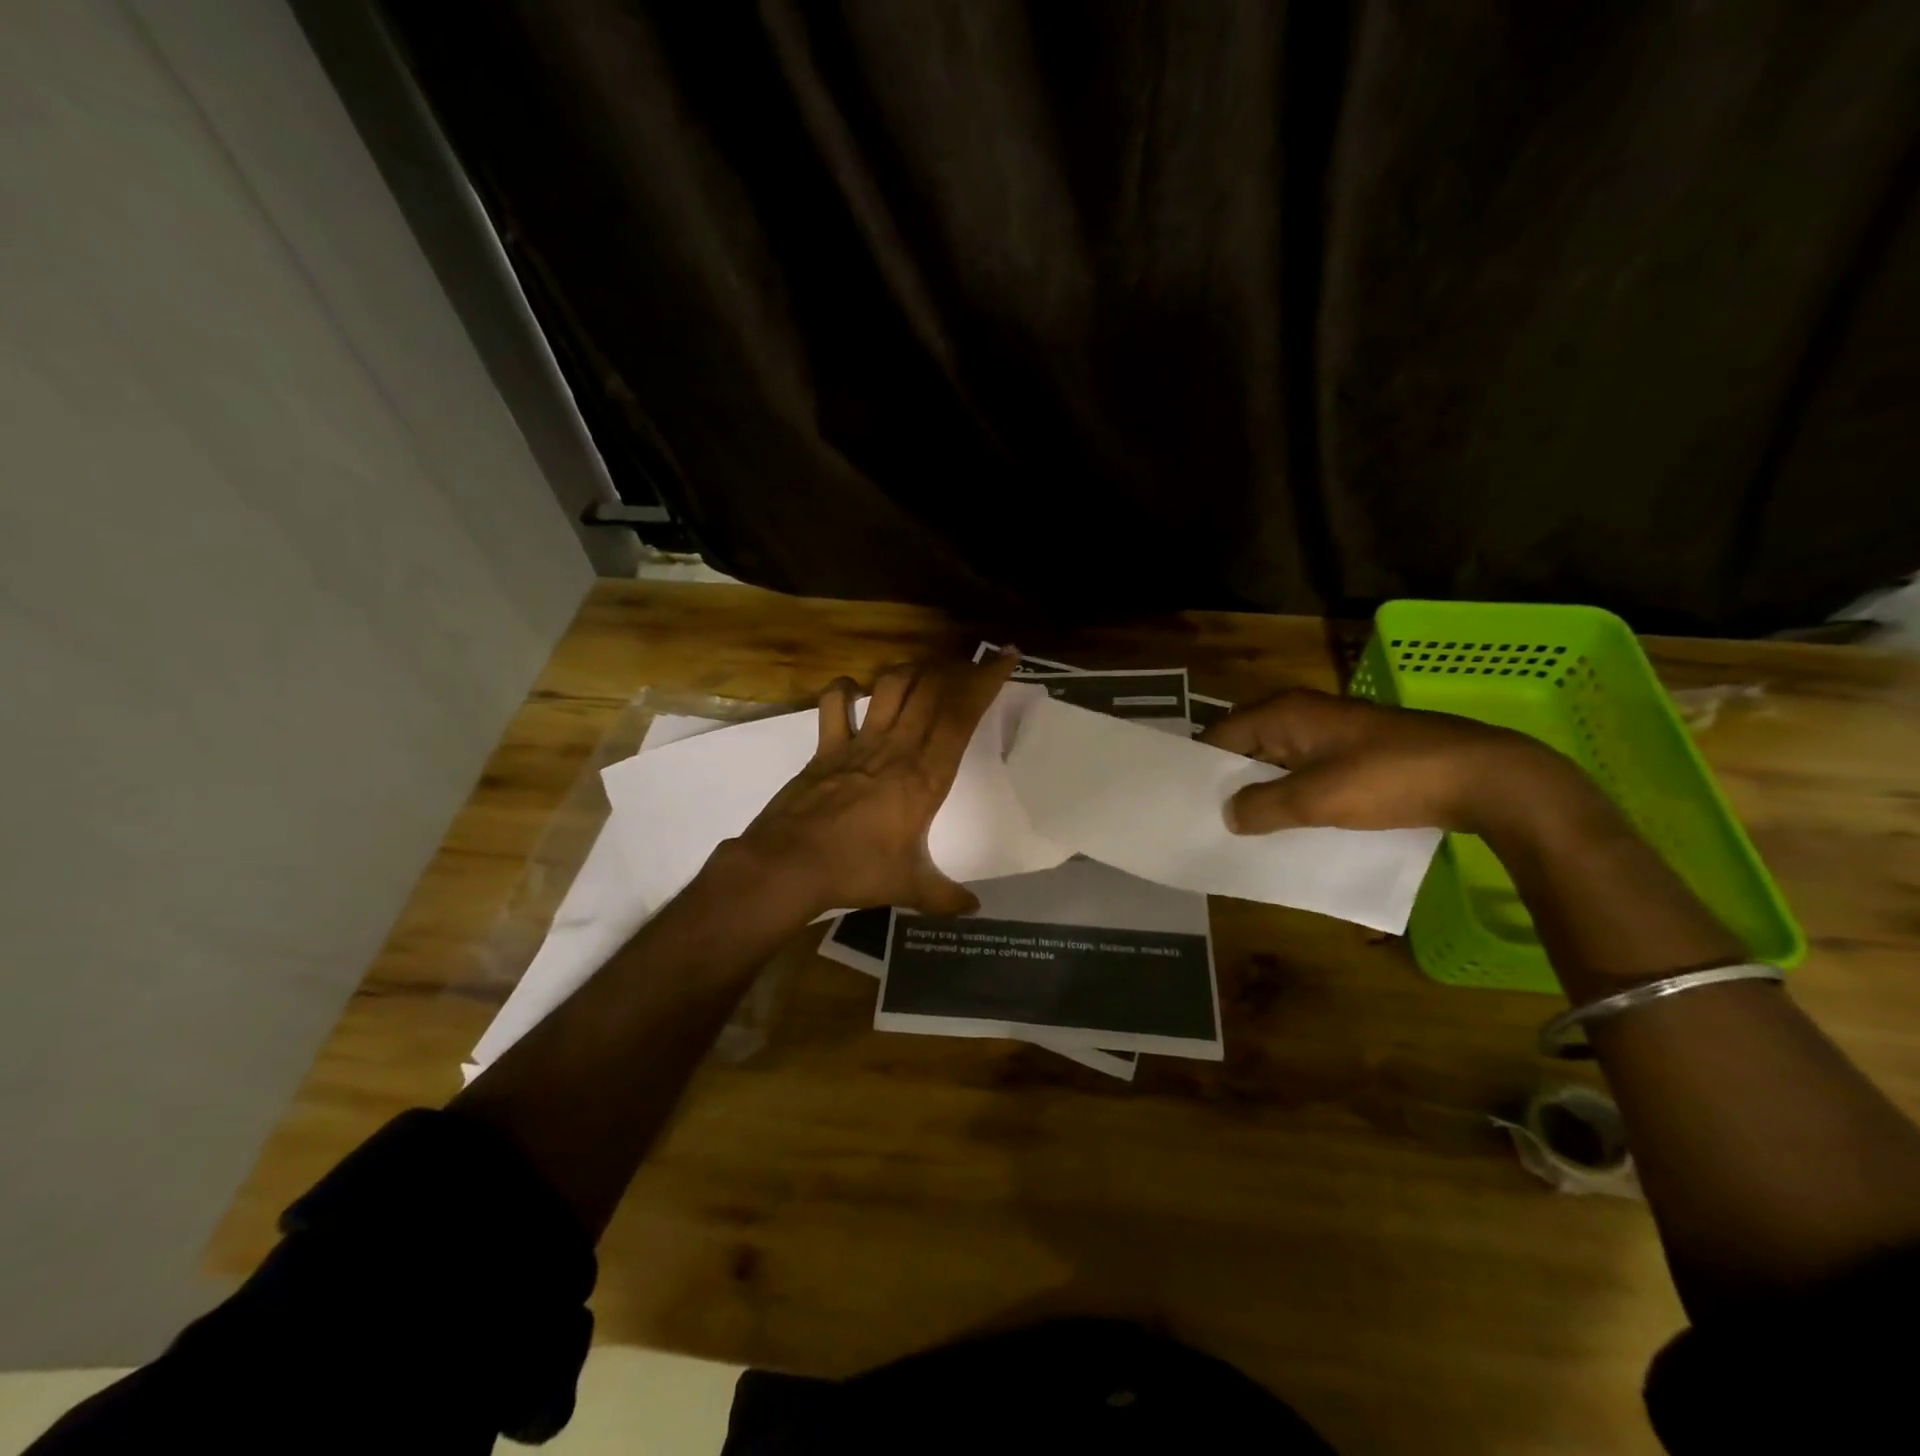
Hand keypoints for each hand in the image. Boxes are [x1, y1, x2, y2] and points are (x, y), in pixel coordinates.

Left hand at [725, 650, 1021, 918]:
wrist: (790, 864)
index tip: (1005, 657)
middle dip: (957, 668)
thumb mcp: (909, 887)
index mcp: (926, 775)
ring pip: (891, 686)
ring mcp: (859, 743)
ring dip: (911, 671)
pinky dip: (845, 690)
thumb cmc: (857, 871)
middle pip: (932, 689)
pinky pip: (836, 703)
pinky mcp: (826, 746)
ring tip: (925, 672)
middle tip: (970, 663)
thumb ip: (945, 896)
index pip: (963, 716)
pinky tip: (854, 691)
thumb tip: (973, 911)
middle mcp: (898, 748)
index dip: (986, 681)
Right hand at [1199, 687, 1576, 834]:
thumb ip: (1263, 806)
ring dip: (1261, 790)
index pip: (1220, 734)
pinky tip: (1287, 823)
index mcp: (1284, 712)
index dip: (1200, 767)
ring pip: (1277, 760)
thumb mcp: (1315, 799)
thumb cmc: (1388, 779)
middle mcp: (1301, 713)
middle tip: (1205, 819)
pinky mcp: (1355, 751)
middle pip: (1246, 745)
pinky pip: (1305, 770)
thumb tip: (1227, 814)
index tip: (1182, 801)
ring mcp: (1331, 731)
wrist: (1482, 776)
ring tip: (1239, 827)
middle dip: (1228, 781)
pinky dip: (1291, 792)